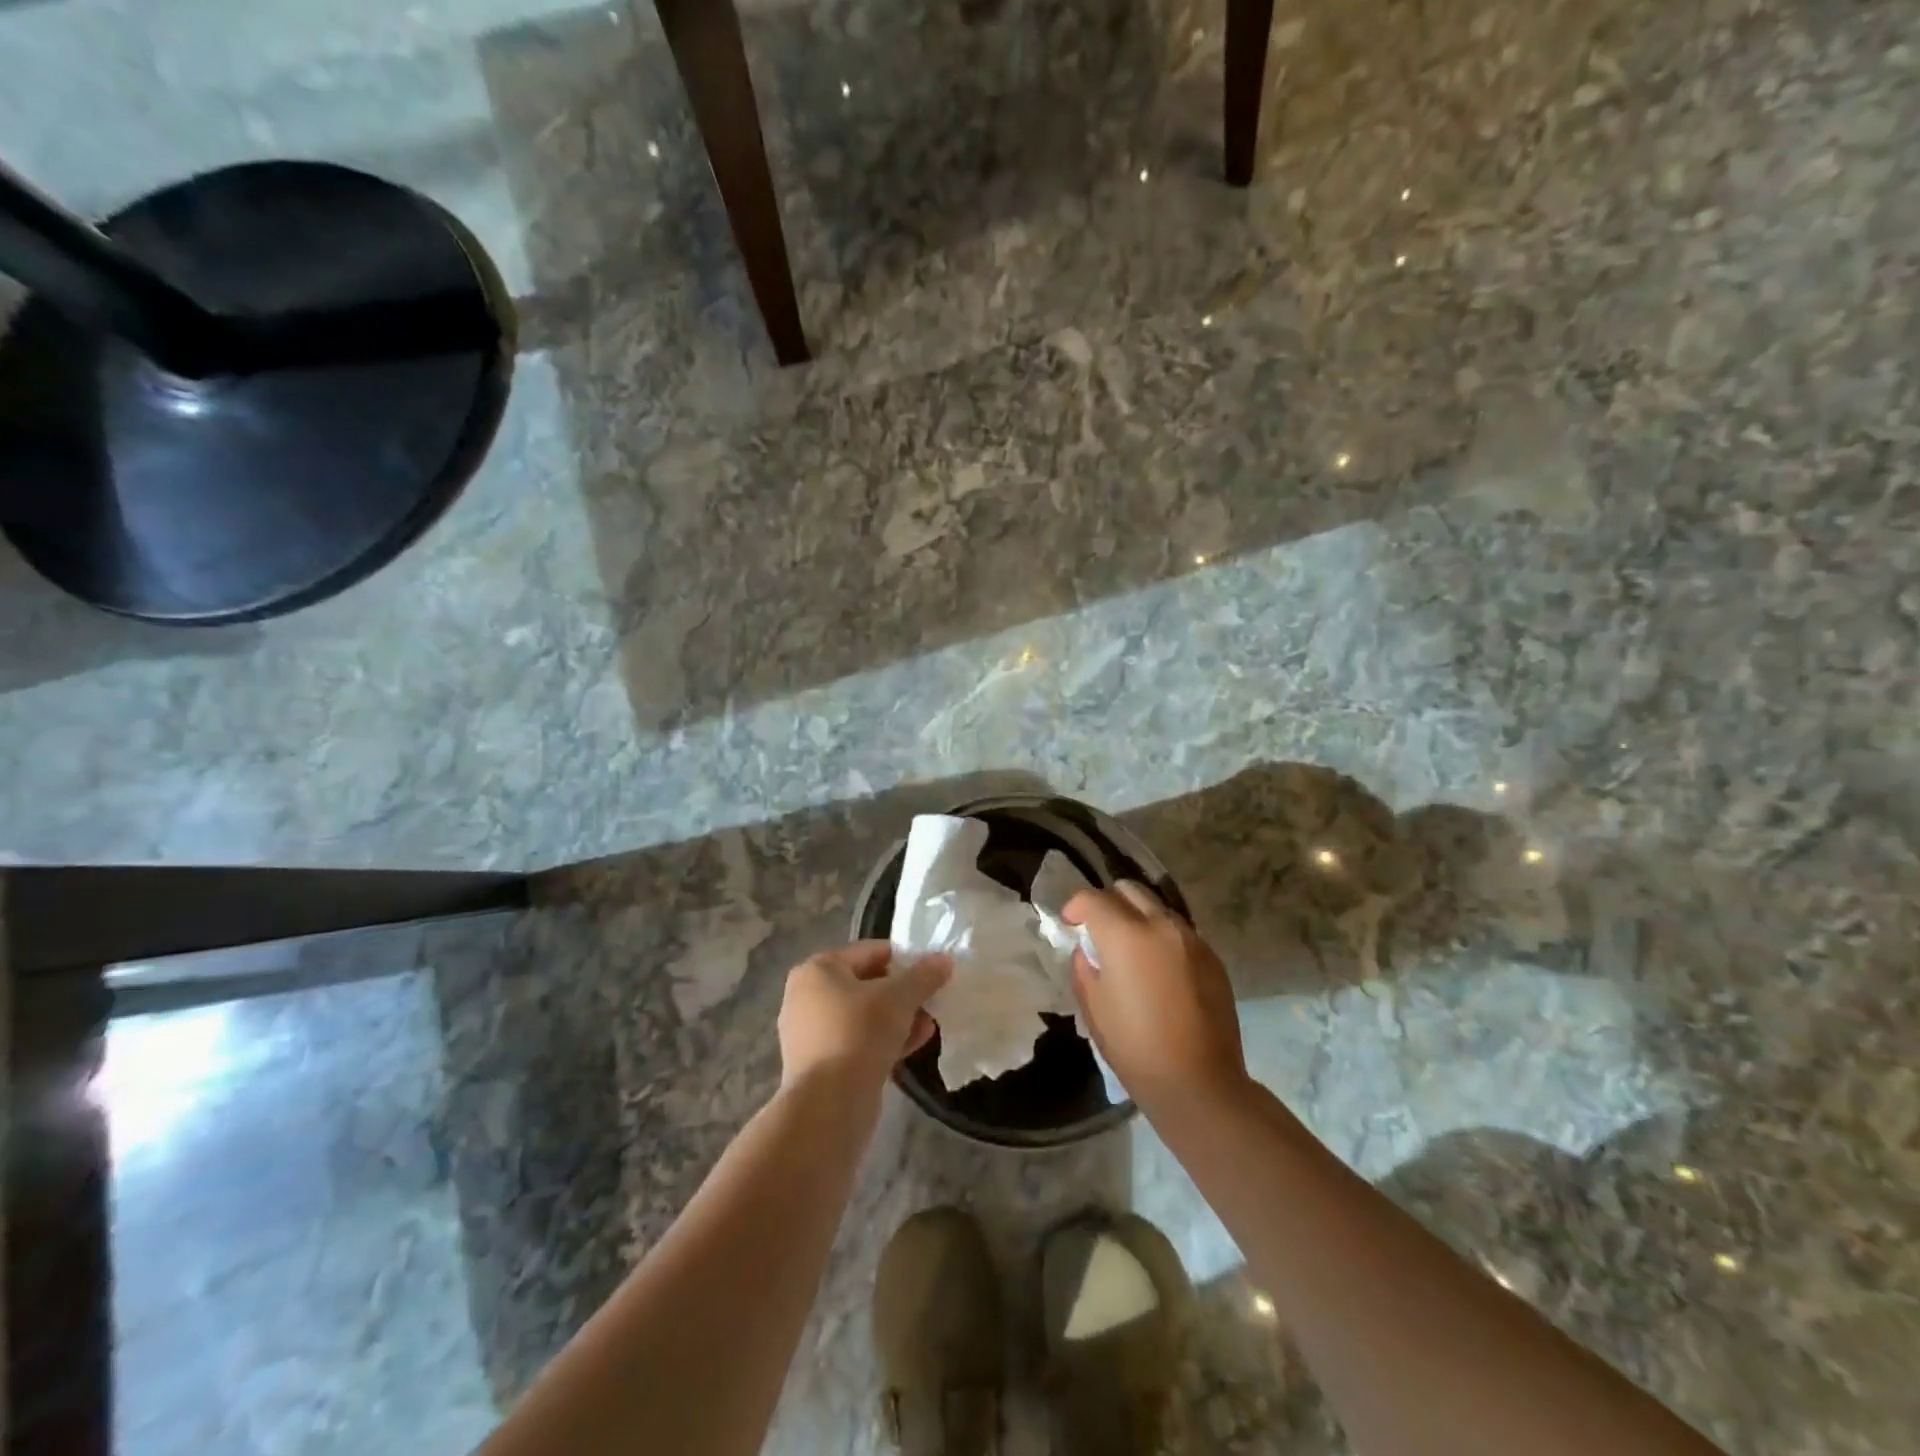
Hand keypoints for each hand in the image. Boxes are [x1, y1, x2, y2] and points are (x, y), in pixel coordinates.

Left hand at [777, 941, 950, 1093]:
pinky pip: (857, 1041)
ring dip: (897, 1018)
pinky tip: (916, 1044)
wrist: (828, 1105)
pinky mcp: (819, 1064)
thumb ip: (923, 976)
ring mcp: (810, 1033)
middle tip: (933, 999)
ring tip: (930, 1024)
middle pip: (866, 984)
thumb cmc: (859, 1033)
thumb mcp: (898, 998)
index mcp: (817, 969)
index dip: (904, 958)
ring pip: (863, 1016)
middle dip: (903, 993)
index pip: (870, 951)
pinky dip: (884, 1040)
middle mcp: (806, 996)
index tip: (932, 970)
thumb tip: (944, 960)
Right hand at [1063, 882, 1248, 1113]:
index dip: (1075, 907)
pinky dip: (1163, 938)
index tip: (1070, 925)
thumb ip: (1084, 967)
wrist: (1200, 1084)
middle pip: (1129, 890)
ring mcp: (1192, 939)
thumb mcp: (1094, 1008)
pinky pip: (1180, 931)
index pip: (1093, 898)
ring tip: (1131, 950)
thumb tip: (1088, 950)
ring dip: (1139, 918)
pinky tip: (1159, 970)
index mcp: (1126, 935)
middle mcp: (1161, 925)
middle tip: (1099, 931)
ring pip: (1158, 907)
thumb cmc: (1135, 1048)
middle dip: (1109, 902)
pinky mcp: (1212, 957)